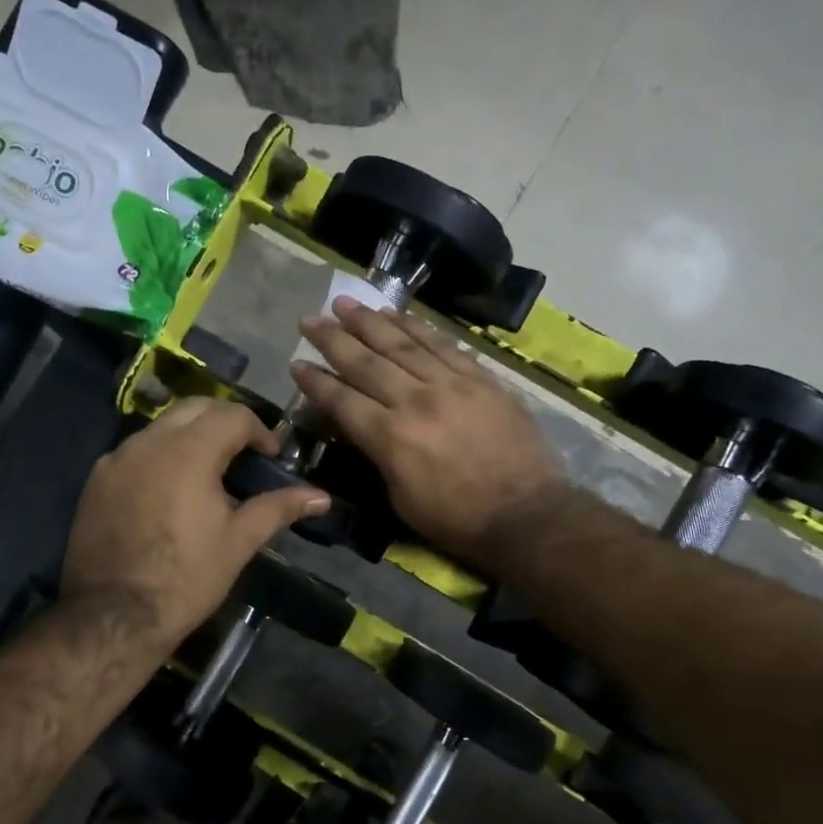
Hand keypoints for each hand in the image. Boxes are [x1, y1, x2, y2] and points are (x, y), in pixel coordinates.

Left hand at [61, 398, 329, 650]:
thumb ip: (279, 508)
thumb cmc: (186, 578)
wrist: (114, 616)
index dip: (260, 431)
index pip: (233, 415)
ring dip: (190, 436)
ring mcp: (117, 458)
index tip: (271, 458)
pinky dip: (160, 456)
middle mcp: (150, 441)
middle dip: (225, 421)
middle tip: (244, 453)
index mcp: (189, 451)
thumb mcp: (239, 541)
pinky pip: (135, 451)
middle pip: (195, 407)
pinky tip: (168, 491)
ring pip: (162, 426)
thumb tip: (322, 497)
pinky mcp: (96, 480)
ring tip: (207, 472)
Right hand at [291, 298, 564, 563]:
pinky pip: (441, 345)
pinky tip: (397, 315)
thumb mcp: (400, 498)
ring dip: (370, 321)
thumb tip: (359, 424)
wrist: (525, 513)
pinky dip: (416, 328)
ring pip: (402, 344)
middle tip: (310, 319)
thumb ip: (376, 455)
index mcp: (390, 438)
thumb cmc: (456, 519)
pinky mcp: (480, 379)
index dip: (315, 381)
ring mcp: (451, 385)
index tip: (296, 362)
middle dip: (333, 338)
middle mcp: (415, 401)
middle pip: (366, 362)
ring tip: (345, 304)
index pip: (342, 399)